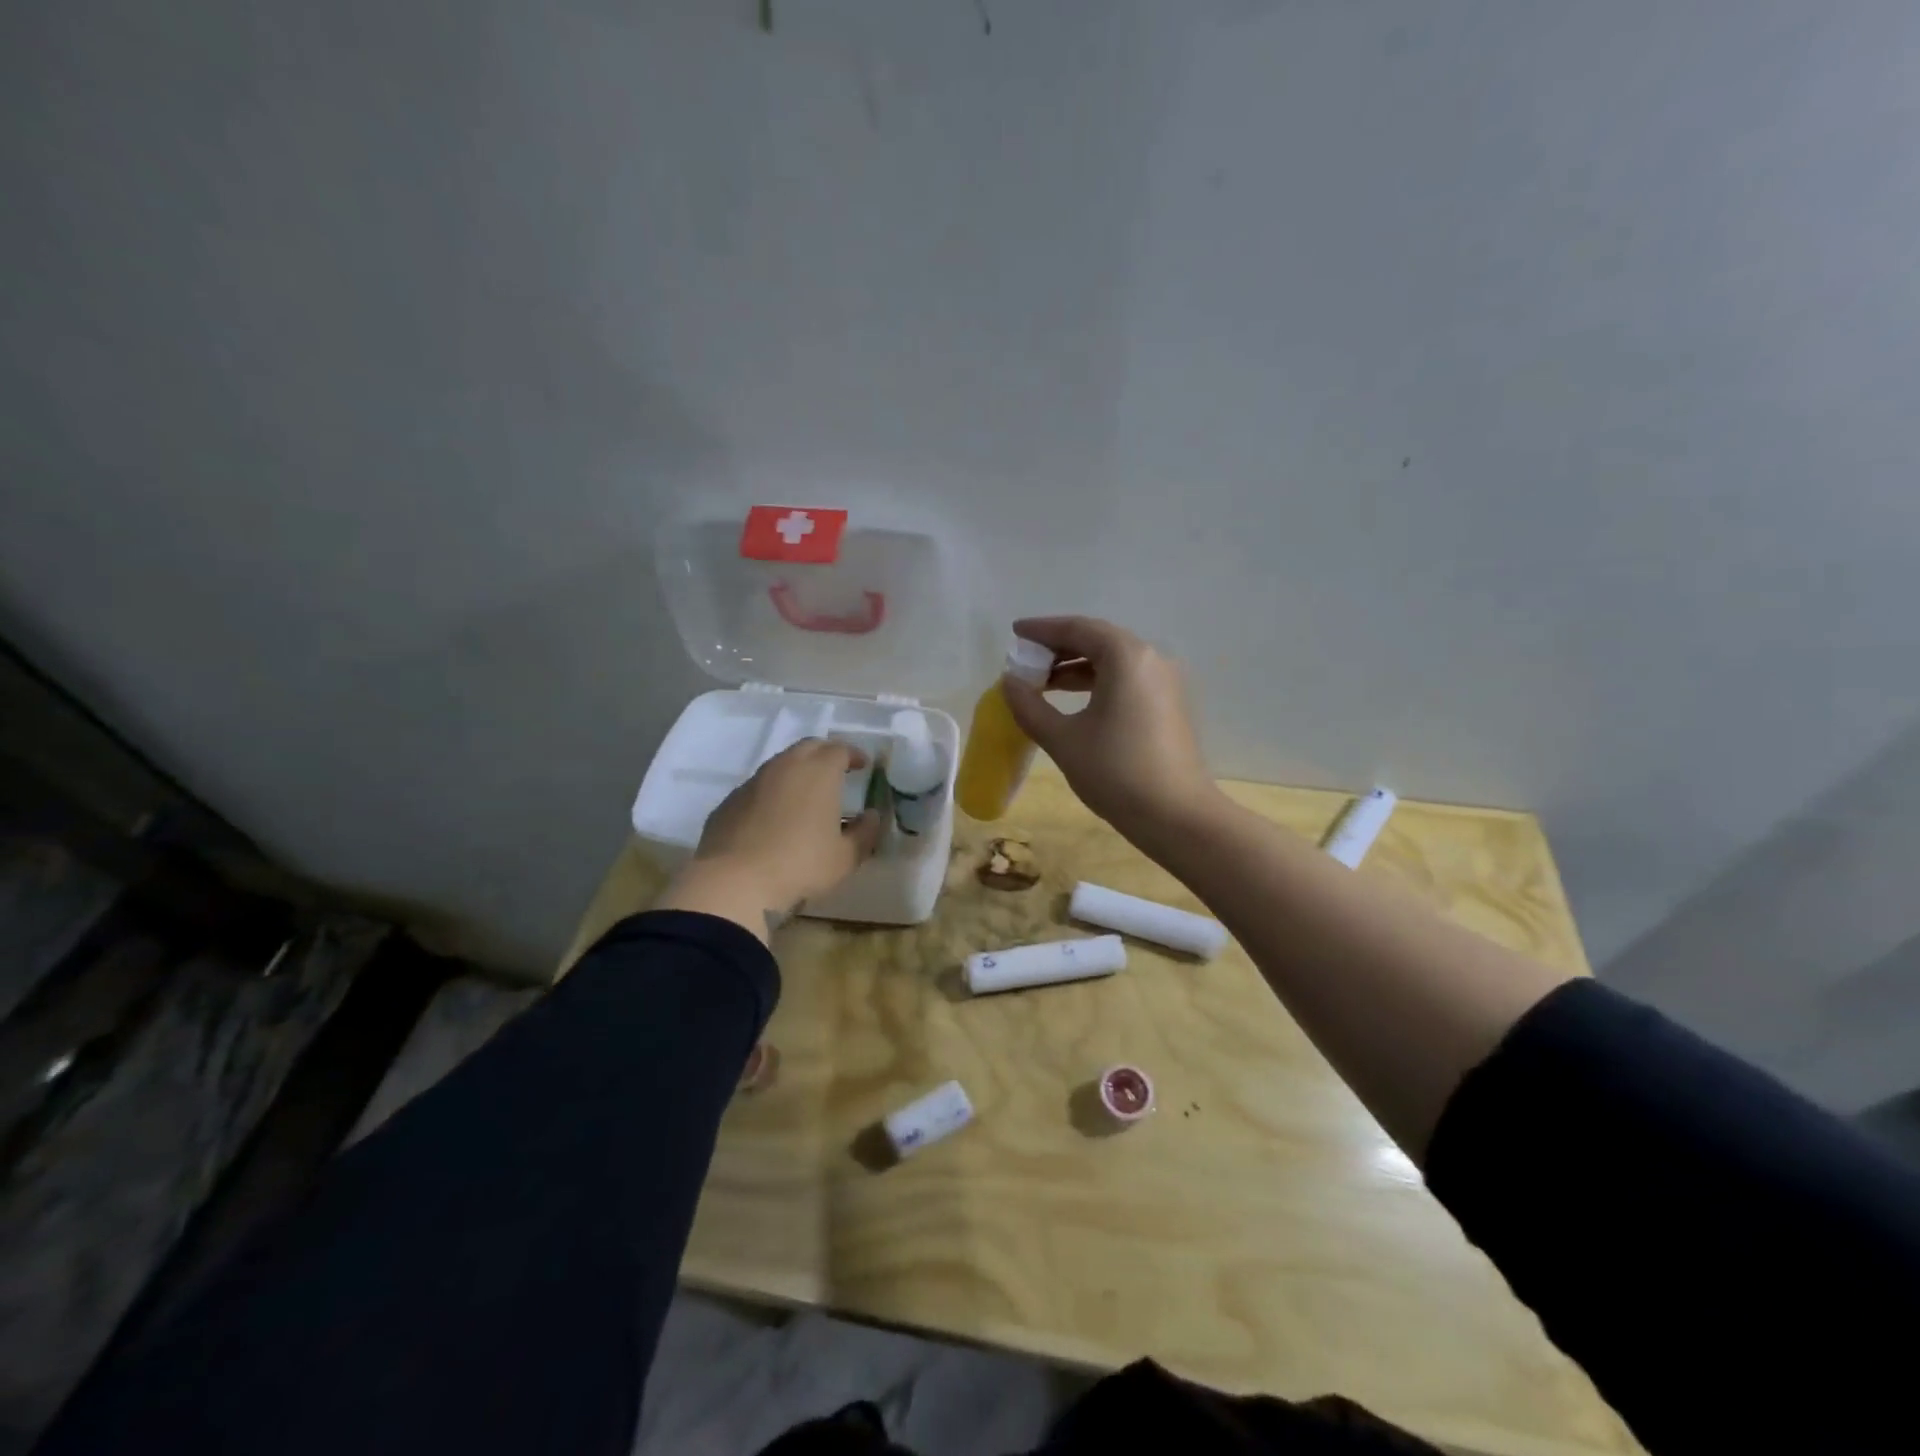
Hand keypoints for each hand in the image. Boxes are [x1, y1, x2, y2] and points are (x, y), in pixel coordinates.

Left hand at [656, 740, 883, 940]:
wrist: (734, 882)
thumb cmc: (800, 865)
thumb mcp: (845, 857)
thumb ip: (865, 833)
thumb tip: (871, 816)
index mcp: (818, 772)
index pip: (840, 749)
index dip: (854, 754)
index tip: (863, 765)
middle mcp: (785, 767)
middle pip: (809, 747)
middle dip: (825, 754)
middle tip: (836, 772)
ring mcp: (753, 781)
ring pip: (780, 764)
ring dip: (797, 771)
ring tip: (806, 794)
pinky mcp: (729, 801)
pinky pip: (758, 786)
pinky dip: (773, 792)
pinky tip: (774, 816)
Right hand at [1000, 616, 1216, 842]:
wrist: (1177, 817)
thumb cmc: (1116, 772)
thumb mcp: (1063, 739)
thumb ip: (1030, 706)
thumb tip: (1009, 683)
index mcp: (1126, 657)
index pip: (1078, 628)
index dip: (1043, 629)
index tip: (1015, 633)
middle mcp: (1151, 659)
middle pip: (1098, 640)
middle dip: (1059, 647)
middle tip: (1026, 661)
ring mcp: (1165, 683)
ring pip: (1114, 662)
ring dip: (1077, 667)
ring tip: (1043, 684)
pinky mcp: (1169, 705)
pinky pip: (1127, 680)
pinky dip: (1097, 683)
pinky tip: (1075, 703)